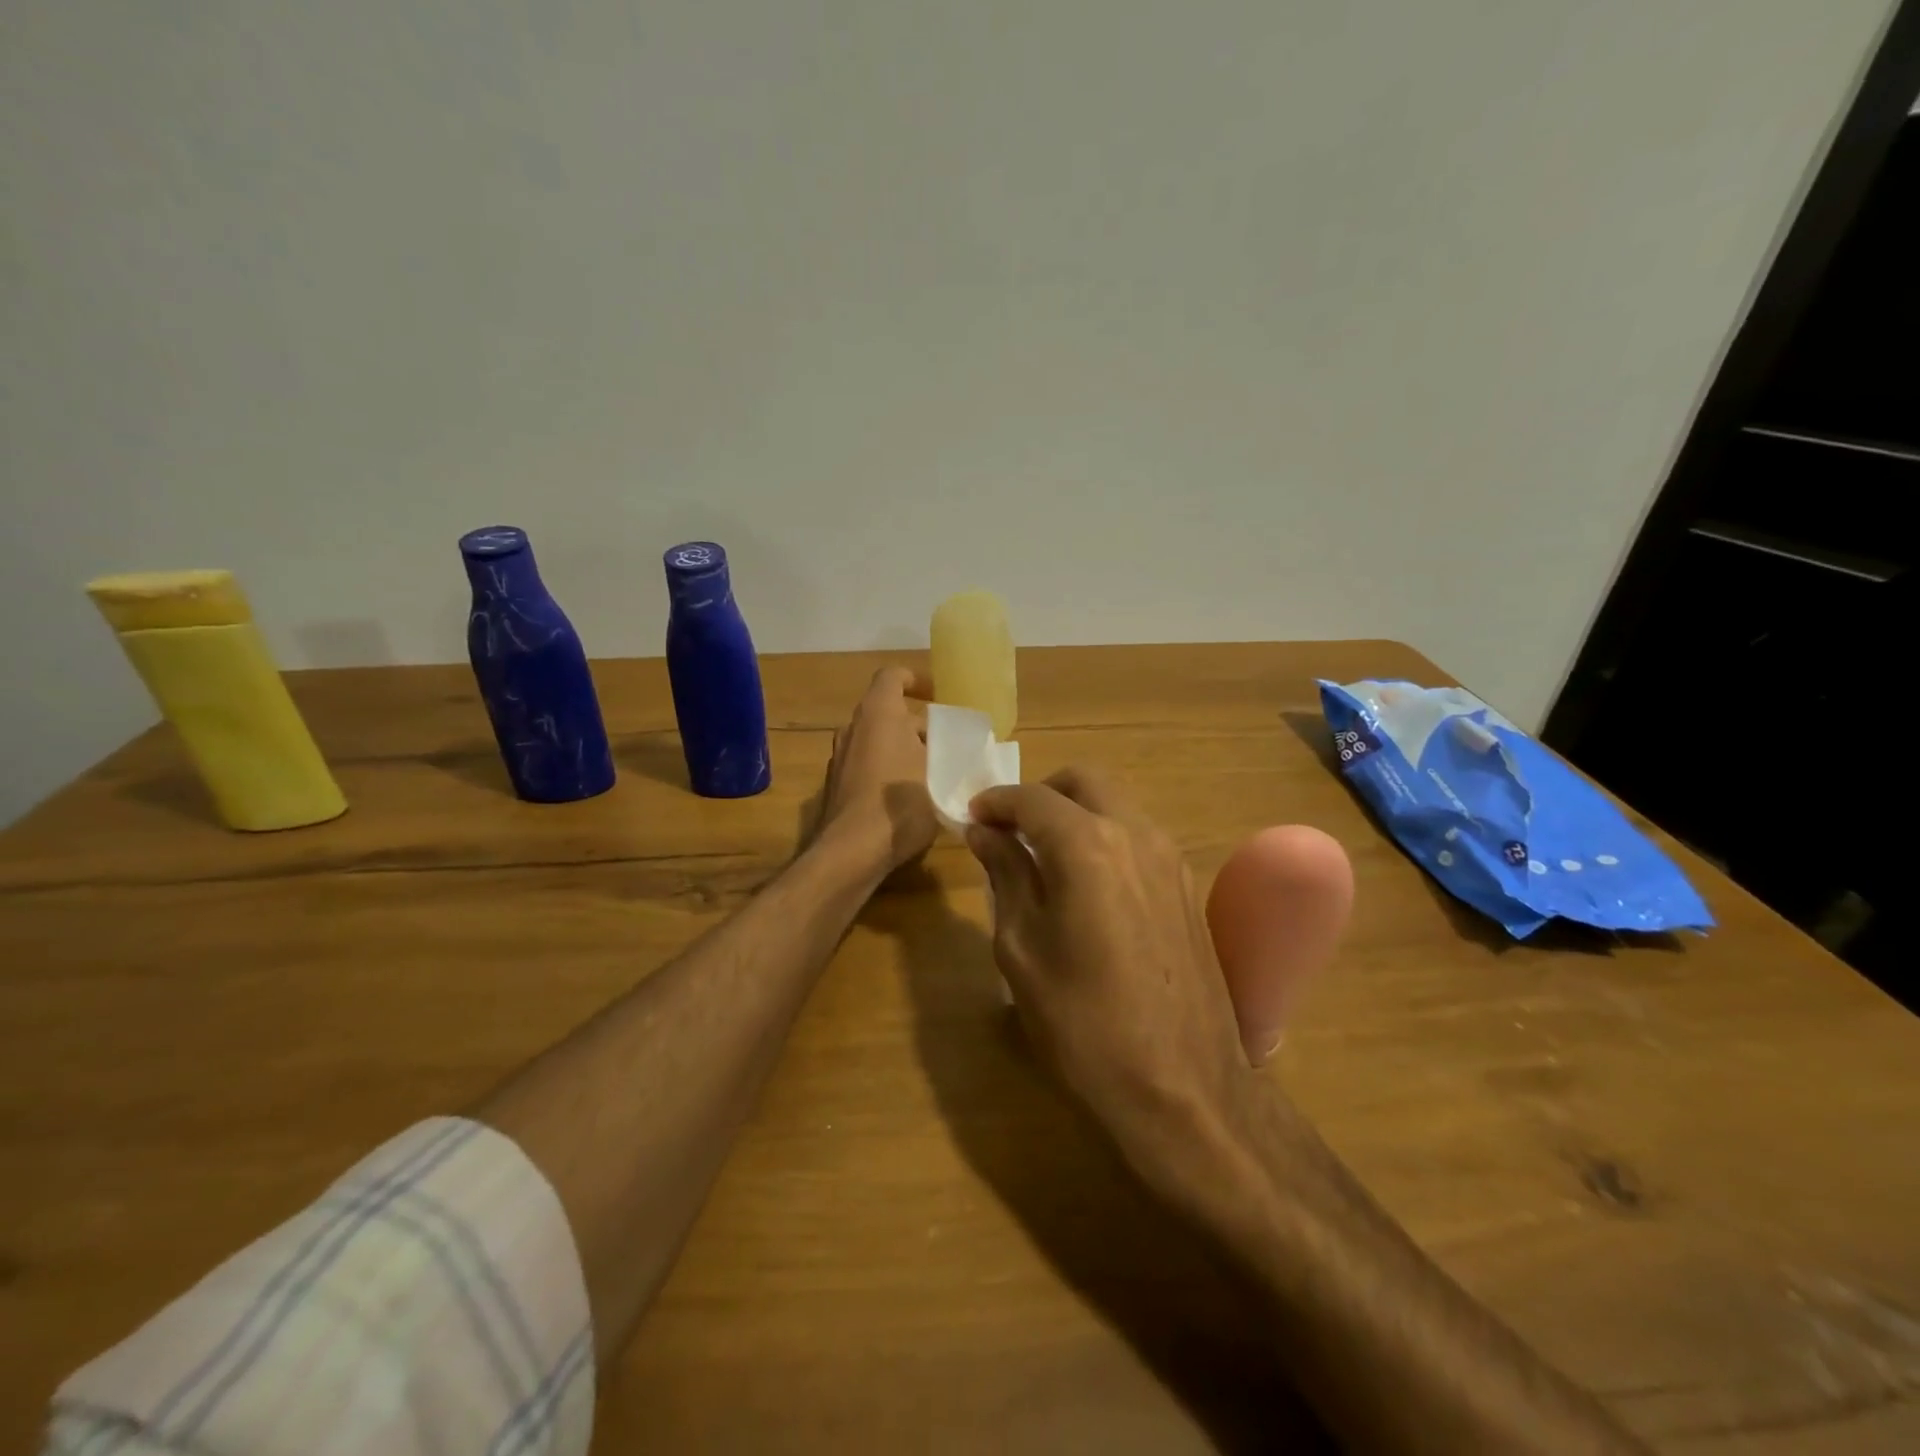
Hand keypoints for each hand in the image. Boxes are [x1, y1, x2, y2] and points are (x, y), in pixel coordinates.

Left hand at [811, 666, 939, 874]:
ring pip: (876, 741)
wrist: (851, 852)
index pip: (892, 676)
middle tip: (946, 746)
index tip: (937, 696)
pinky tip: (907, 799)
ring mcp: (839, 758)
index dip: (915, 679)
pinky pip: (866, 766)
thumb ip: (949, 757)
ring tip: (932, 773)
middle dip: (917, 725)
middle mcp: (852, 728)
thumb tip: (956, 753)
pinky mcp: (835, 786)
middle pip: (886, 712)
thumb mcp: (940, 776)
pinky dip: (886, 771)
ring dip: (902, 749)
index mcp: (878, 714)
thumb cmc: (900, 804)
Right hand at [965, 768, 1263, 1188]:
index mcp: (1088, 845)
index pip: (1032, 799)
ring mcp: (1170, 858)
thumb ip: (1005, 876)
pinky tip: (1085, 883)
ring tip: (1042, 857)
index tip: (971, 817)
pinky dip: (1104, 836)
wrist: (1182, 1089)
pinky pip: (1138, 836)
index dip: (995, 802)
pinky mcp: (1187, 886)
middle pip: (1083, 782)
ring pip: (1116, 804)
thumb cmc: (1082, 1024)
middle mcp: (1136, 834)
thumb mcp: (1022, 949)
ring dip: (1075, 813)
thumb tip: (985, 833)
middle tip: (1008, 830)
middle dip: (1040, 794)